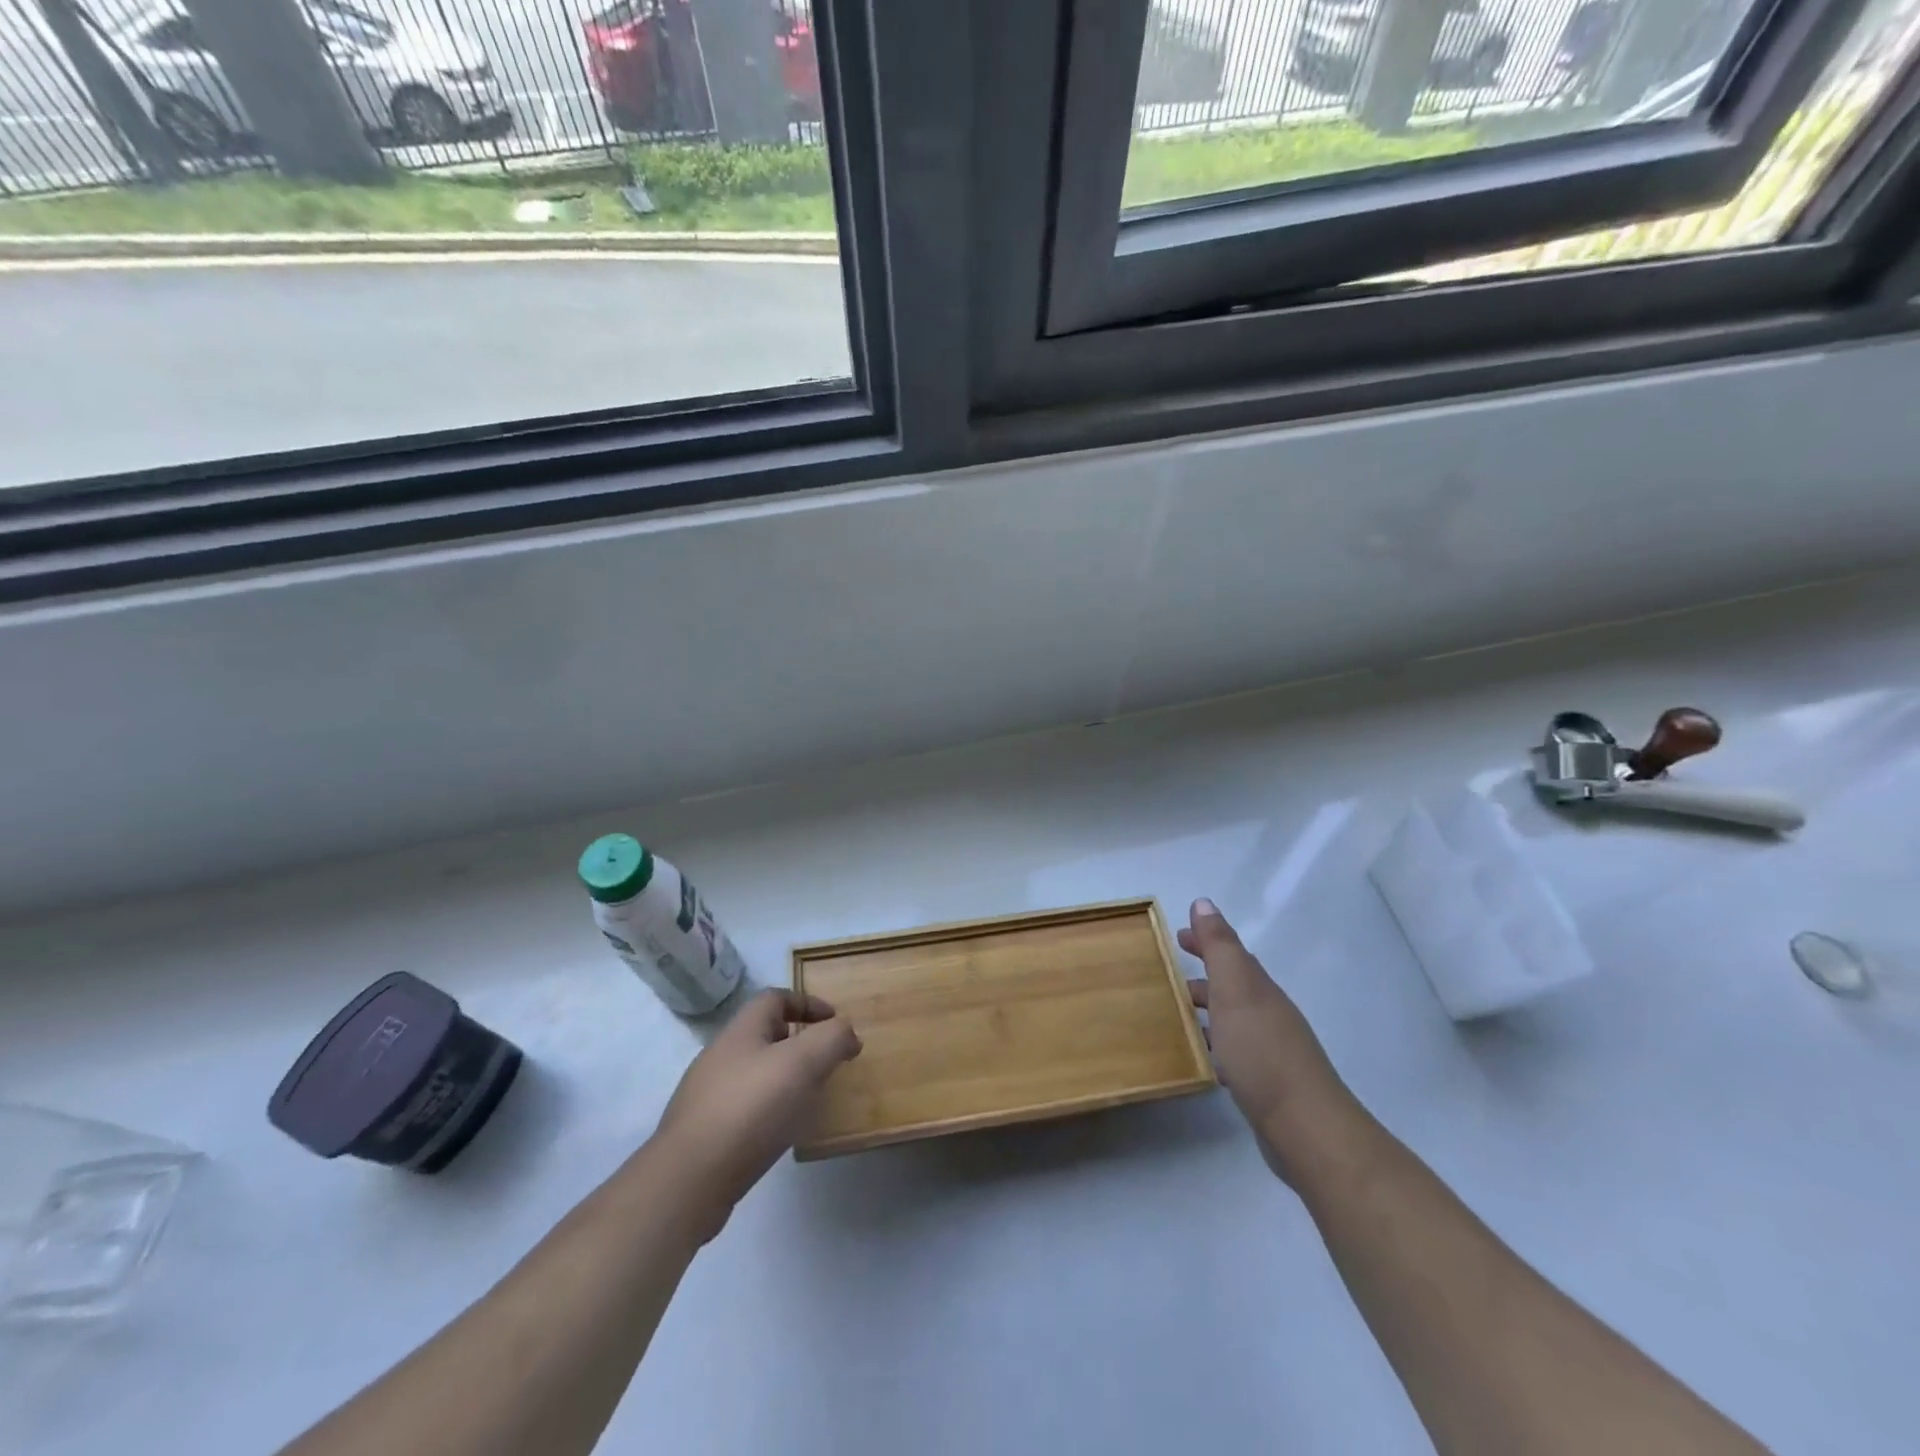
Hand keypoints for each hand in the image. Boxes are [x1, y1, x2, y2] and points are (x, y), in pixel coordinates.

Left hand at [652, 990, 860, 1239]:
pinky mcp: (703, 1132)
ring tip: (808, 1100)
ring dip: (784, 1078)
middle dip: (799, 1043)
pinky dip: (767, 1110)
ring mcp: (706, 1094)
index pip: (776, 998)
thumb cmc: (750, 1109)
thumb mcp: (803, 1063)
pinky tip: (779, 1132)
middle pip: (764, 1034)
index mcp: (742, 1030)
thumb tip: (847, 1033)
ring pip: (754, 1072)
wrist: (688, 1181)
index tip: (835, 1024)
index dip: (808, 1003)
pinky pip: (743, 1107)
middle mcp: (720, 1054)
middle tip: (826, 1064)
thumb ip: (832, 1038)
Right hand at [1180, 898, 1364, 1185]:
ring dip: (1207, 1008)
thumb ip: (1219, 946)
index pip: (1231, 953)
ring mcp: (1270, 1049)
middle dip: (1204, 972)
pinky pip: (1233, 1049)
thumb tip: (1204, 903)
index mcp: (1259, 988)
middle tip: (1169, 970)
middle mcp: (1267, 1012)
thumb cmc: (1262, 1051)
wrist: (1306, 1127)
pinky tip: (1201, 1055)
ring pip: (1232, 1017)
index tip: (1176, 934)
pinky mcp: (1266, 1082)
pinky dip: (1215, 1042)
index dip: (1205, 940)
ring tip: (1175, 1011)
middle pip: (1233, 983)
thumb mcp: (1236, 989)